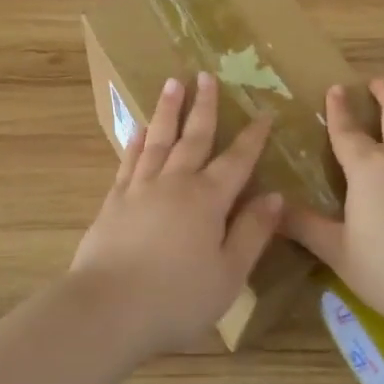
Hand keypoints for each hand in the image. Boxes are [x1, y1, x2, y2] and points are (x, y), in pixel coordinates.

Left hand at [70, 72, 281, 357]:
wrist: (108, 308)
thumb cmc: (177, 298)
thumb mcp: (229, 273)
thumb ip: (252, 232)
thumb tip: (275, 196)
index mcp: (208, 200)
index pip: (237, 160)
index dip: (252, 137)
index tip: (264, 112)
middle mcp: (174, 183)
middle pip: (193, 138)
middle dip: (203, 106)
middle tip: (206, 75)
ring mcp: (139, 189)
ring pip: (157, 140)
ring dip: (167, 111)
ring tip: (172, 84)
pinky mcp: (113, 202)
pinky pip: (128, 161)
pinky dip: (135, 142)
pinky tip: (138, 130)